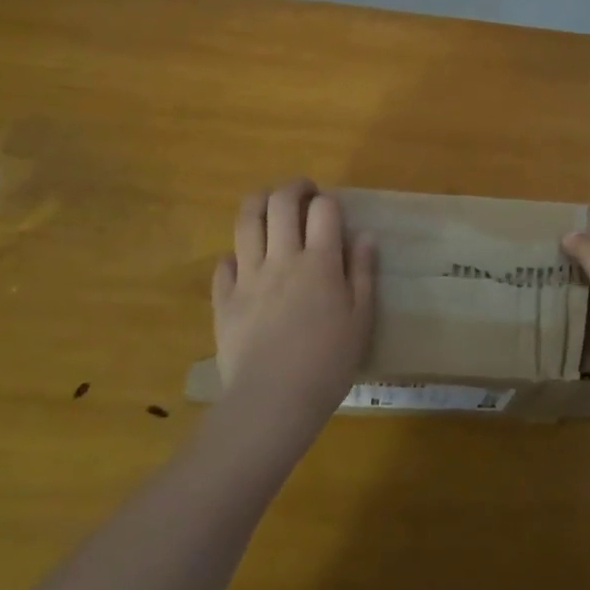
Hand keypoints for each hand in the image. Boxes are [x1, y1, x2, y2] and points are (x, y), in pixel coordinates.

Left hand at [211, 180, 374, 439]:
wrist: (272, 402)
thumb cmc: (327, 363)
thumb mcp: (361, 319)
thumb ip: (363, 273)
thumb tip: (365, 235)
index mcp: (321, 262)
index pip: (324, 209)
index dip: (328, 202)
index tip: (331, 210)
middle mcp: (282, 258)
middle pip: (281, 202)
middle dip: (294, 188)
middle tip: (303, 193)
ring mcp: (248, 277)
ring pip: (246, 221)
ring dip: (259, 203)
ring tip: (269, 206)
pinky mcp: (224, 299)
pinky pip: (224, 263)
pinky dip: (235, 255)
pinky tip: (245, 263)